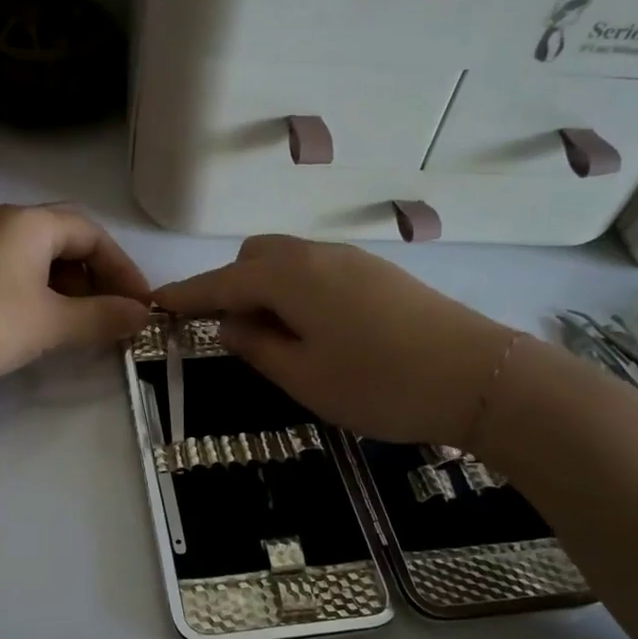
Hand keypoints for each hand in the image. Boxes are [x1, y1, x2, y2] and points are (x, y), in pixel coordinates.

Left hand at [0, 205, 151, 404]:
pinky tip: (38, 327)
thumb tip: (143, 315)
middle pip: (64, 241)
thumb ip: (101, 317)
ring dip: (67, 289)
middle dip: (95, 277)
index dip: (122, 267)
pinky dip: (37, 297)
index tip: (140, 305)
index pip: (91, 233)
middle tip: (112, 315)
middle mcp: (1, 224)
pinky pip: (11, 276)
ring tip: (79, 326)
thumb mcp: (50, 323)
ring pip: (36, 260)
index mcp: (29, 222)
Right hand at [154, 235, 514, 444]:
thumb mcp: (304, 377)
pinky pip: (318, 271)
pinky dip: (298, 291)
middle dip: (232, 287)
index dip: (187, 294)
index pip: (222, 281)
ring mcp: (352, 260)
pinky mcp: (379, 273)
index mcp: (289, 277)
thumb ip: (257, 347)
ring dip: (267, 290)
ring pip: (289, 262)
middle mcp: (316, 255)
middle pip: (255, 257)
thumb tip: (230, 325)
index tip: (157, 303)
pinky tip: (317, 330)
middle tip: (235, 335)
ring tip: (278, 339)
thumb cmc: (379, 383)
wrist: (480, 376)